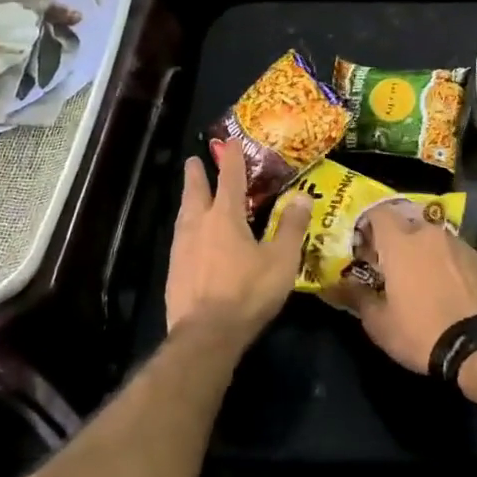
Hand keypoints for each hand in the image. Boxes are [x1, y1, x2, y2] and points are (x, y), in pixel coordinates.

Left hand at [165, 145, 310, 341]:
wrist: (206, 334)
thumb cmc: (247, 292)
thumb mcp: (280, 260)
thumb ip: (290, 227)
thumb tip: (302, 196)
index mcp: (225, 217)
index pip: (230, 179)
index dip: (232, 159)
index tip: (230, 143)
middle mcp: (198, 225)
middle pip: (195, 192)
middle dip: (197, 174)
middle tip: (193, 160)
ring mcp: (181, 249)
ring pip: (184, 215)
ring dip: (188, 200)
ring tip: (190, 196)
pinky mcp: (174, 271)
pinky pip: (181, 239)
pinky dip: (186, 228)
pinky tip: (190, 238)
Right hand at [334, 211, 476, 373]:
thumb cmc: (422, 332)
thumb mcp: (379, 324)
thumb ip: (356, 297)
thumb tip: (338, 285)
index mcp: (401, 242)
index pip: (379, 213)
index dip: (368, 225)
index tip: (363, 246)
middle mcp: (431, 234)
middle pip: (408, 224)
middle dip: (397, 240)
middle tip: (391, 266)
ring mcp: (461, 245)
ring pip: (434, 239)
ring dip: (424, 252)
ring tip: (422, 280)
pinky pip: (457, 254)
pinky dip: (448, 264)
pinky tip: (450, 290)